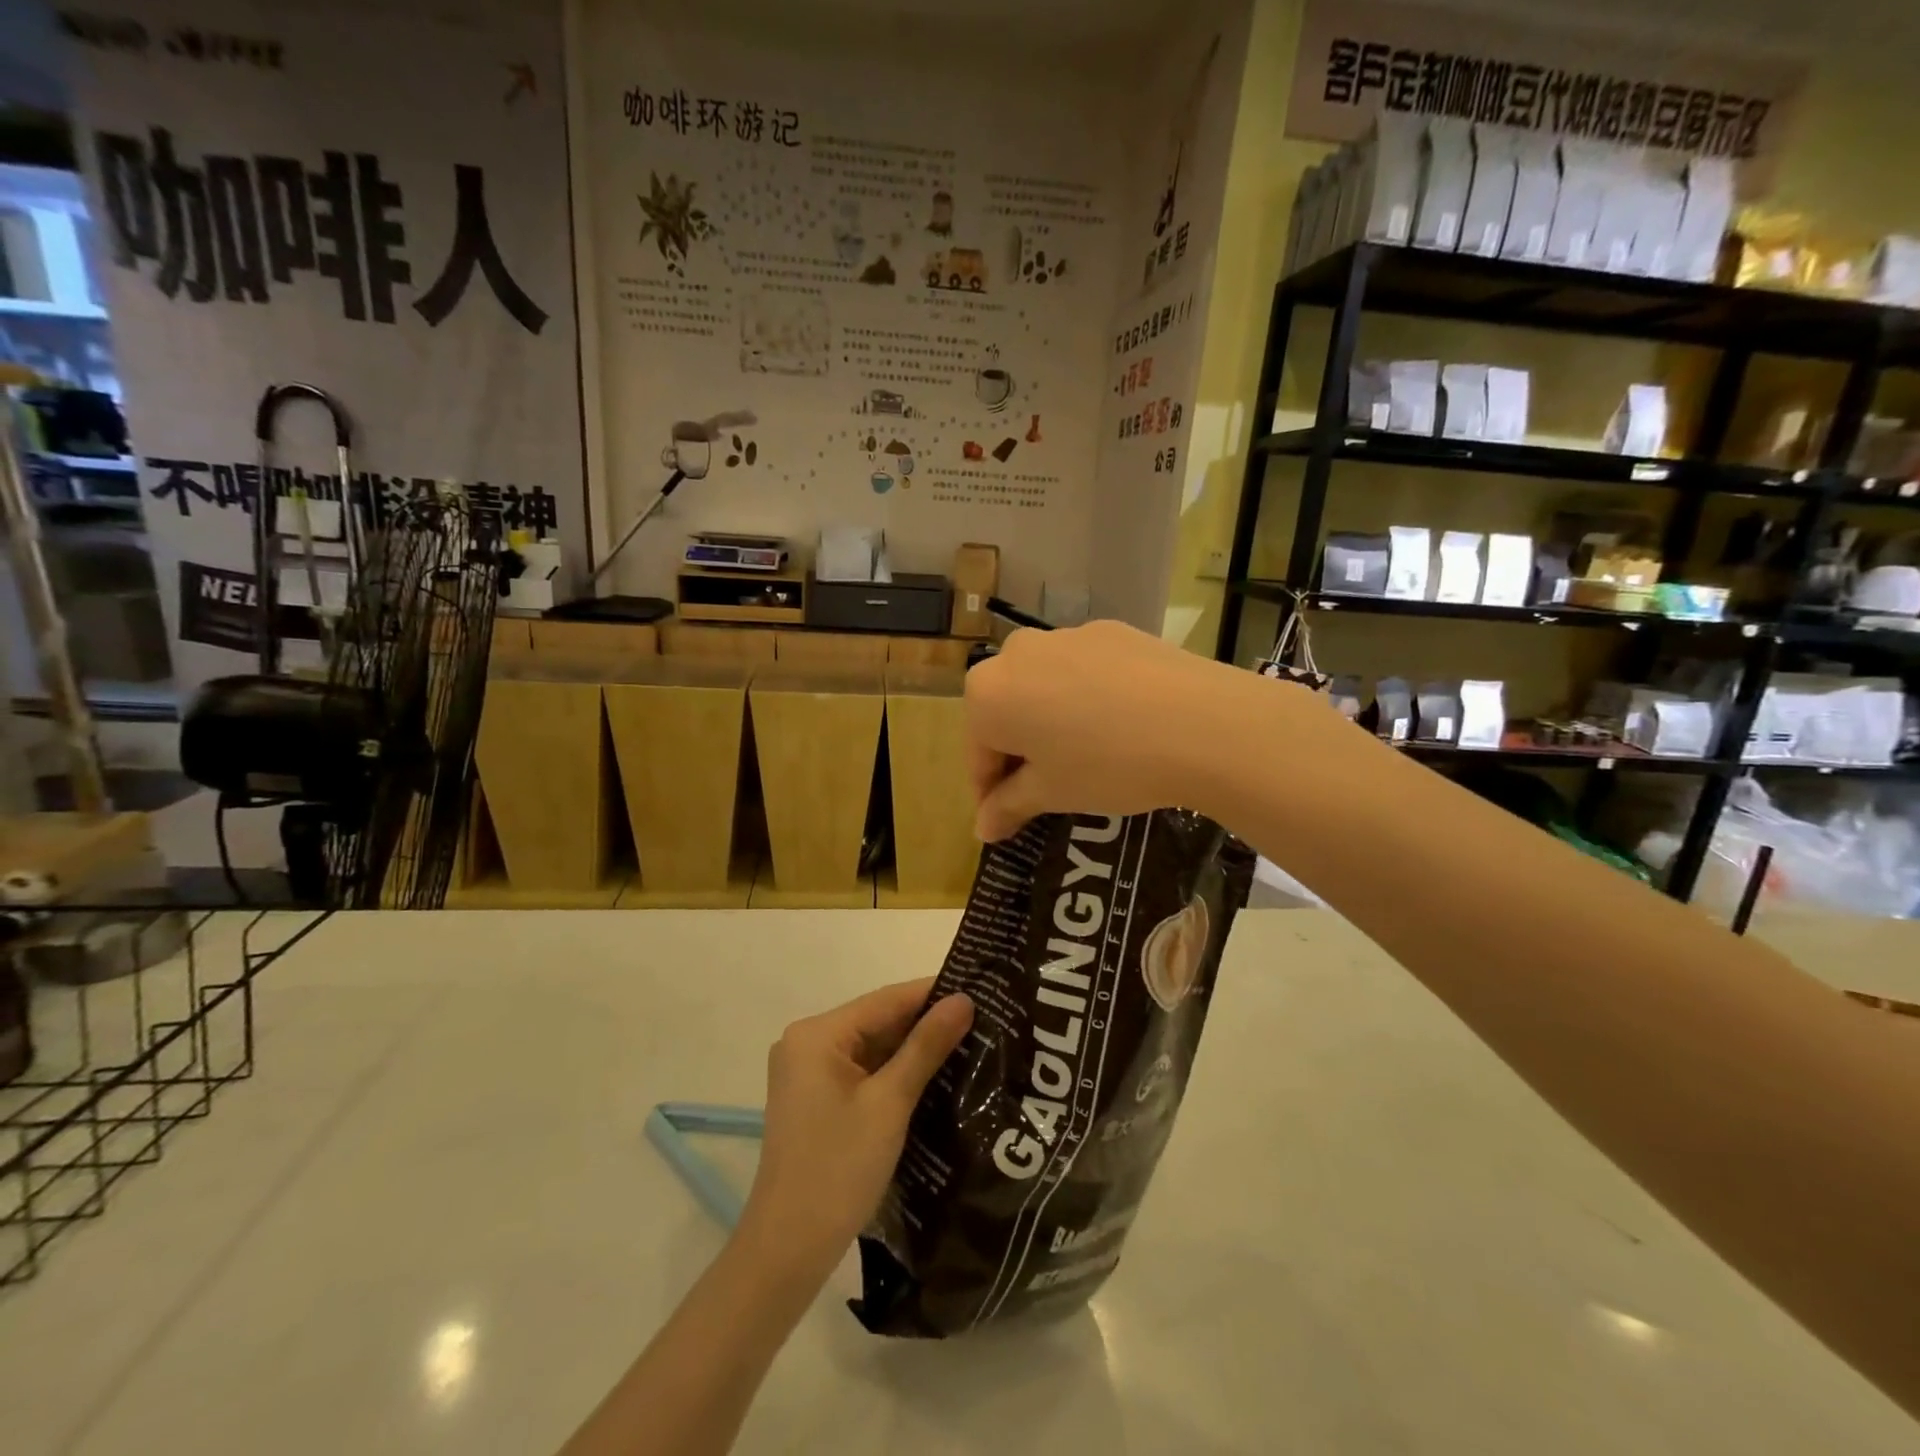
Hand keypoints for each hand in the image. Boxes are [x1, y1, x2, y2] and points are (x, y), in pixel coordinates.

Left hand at [737, 979, 973, 1290]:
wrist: (788, 1251)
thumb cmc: (839, 1169)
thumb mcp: (890, 1103)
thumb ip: (926, 1046)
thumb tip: (964, 1000)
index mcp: (816, 1034)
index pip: (886, 1000)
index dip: (933, 993)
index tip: (980, 989)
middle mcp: (807, 1043)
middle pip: (877, 1022)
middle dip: (926, 1024)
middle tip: (982, 1020)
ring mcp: (808, 1073)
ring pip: (872, 1048)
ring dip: (913, 1050)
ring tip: (970, 1043)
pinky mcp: (815, 1100)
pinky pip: (862, 1072)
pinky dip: (894, 1073)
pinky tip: (934, 1076)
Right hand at [964, 619, 1268, 840]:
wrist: (1201, 722)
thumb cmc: (1107, 764)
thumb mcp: (1052, 793)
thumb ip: (1008, 806)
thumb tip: (982, 829)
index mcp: (987, 694)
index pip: (978, 753)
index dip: (990, 791)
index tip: (1006, 818)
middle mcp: (1016, 654)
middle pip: (1006, 711)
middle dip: (1019, 750)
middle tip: (1047, 787)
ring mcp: (1065, 636)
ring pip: (1043, 687)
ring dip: (1051, 720)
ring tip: (1087, 755)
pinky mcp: (1109, 630)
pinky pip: (1081, 671)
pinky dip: (1086, 697)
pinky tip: (1120, 723)